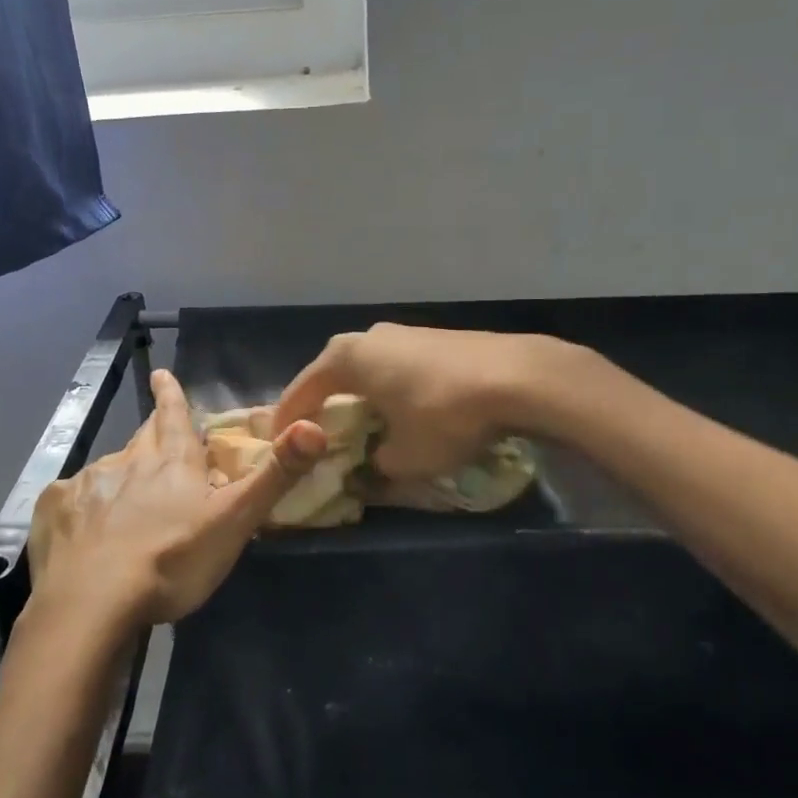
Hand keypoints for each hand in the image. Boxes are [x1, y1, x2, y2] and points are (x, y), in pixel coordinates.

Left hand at [29, 369, 327, 629]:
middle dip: (152, 428)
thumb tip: (314, 426)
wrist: (93, 603)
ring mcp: (88, 484)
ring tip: (126, 494)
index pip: (175, 415)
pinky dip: (83, 503)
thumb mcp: (235, 521)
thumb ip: (276, 475)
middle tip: (156, 426)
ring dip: (122, 472)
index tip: (161, 373)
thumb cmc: (173, 561)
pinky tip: (85, 525)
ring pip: (109, 468)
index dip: (171, 394)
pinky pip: (71, 497)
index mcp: (172, 462)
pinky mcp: (55, 511)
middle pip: (143, 437)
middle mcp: (128, 462)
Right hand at [272, 325, 567, 480]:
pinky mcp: (433, 337)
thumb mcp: (405, 457)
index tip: (278, 447)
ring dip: (358, 396)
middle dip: (322, 406)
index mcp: (345, 359)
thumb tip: (374, 465)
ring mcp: (403, 332)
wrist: (518, 377)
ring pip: (366, 369)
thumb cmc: (445, 416)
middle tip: (317, 436)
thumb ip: (377, 465)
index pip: (301, 392)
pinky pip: (394, 367)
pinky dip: (387, 389)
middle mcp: (367, 337)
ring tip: (360, 424)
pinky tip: (401, 409)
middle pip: (331, 375)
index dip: (288, 423)